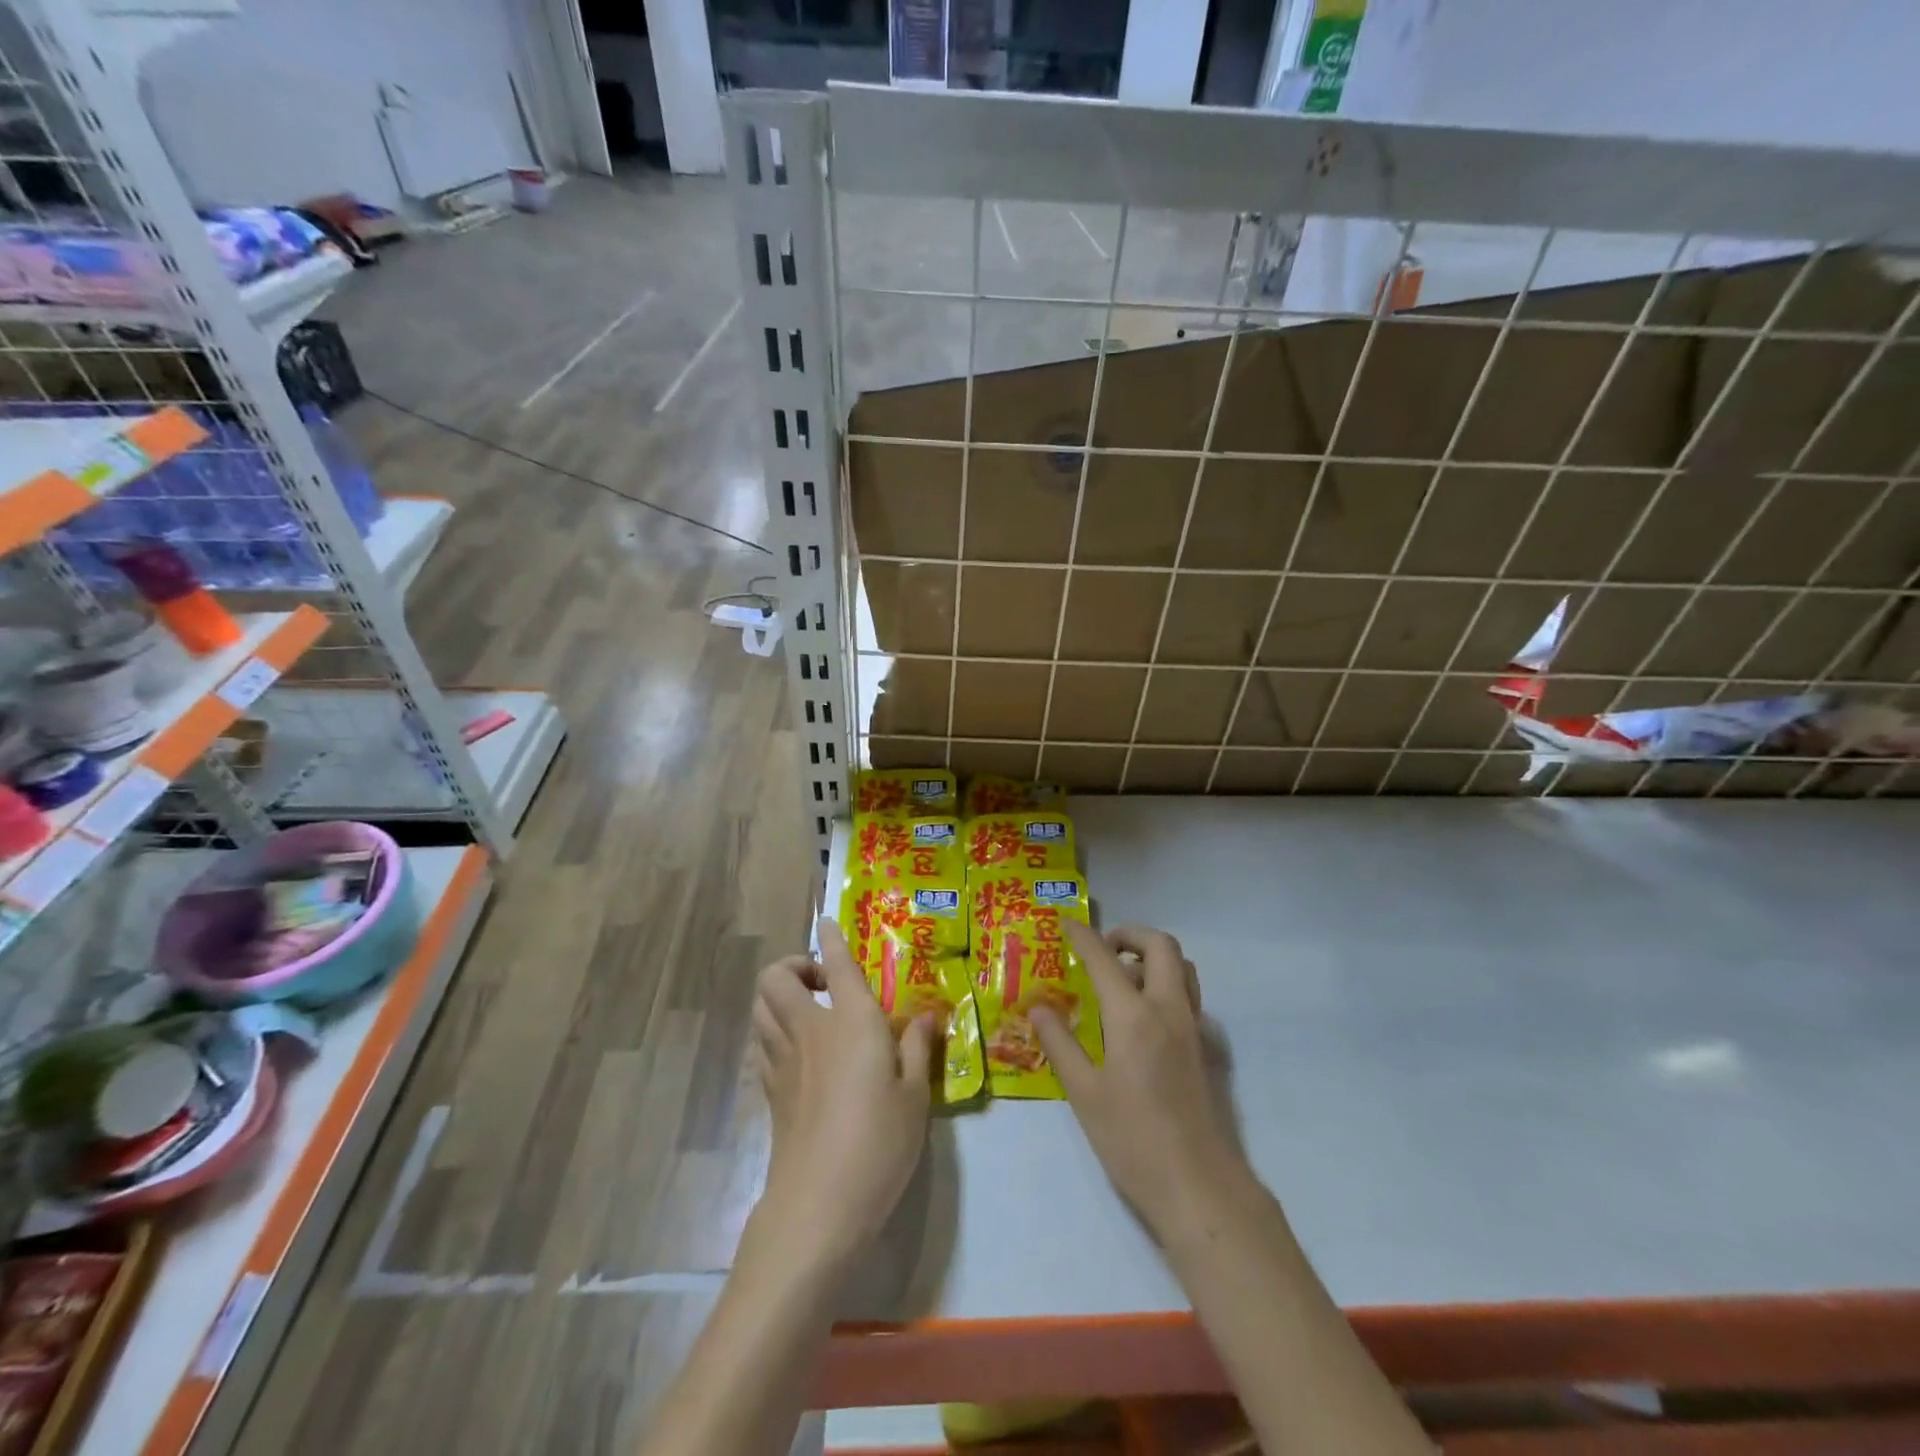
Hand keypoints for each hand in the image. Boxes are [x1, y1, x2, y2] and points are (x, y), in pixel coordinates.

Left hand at [748, 919, 935, 1270]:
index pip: (836, 964)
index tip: (826, 923)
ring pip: (761, 1006)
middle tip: (821, 982)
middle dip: (792, 965)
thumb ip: (918, 1048)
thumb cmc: (878, 1142)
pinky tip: (799, 1050)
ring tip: (808, 1010)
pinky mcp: (770, 1090)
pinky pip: (762, 1040)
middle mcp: (810, 1028)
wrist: (818, 1204)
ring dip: (778, 995)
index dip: (829, 938)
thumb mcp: (915, 1095)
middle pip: (775, 978)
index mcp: (851, 1020)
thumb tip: (927, 1016)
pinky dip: (773, 1029)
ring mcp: (783, 1059)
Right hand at [1033, 922, 1248, 1241]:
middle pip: (1161, 945)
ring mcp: (1191, 1027)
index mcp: (1133, 1015)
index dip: (1083, 935)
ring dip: (1152, 957)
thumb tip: (1038, 1007)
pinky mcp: (1202, 1048)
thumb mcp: (1084, 1093)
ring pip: (1182, 967)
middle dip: (1130, 934)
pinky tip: (1140, 1018)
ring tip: (1120, 979)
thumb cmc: (1132, 1139)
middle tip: (1102, 949)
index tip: (1064, 923)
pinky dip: (1165, 983)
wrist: (1197, 1185)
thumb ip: (1060, 1043)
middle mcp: (1168, 1009)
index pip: (1104, 958)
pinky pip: (1187, 994)